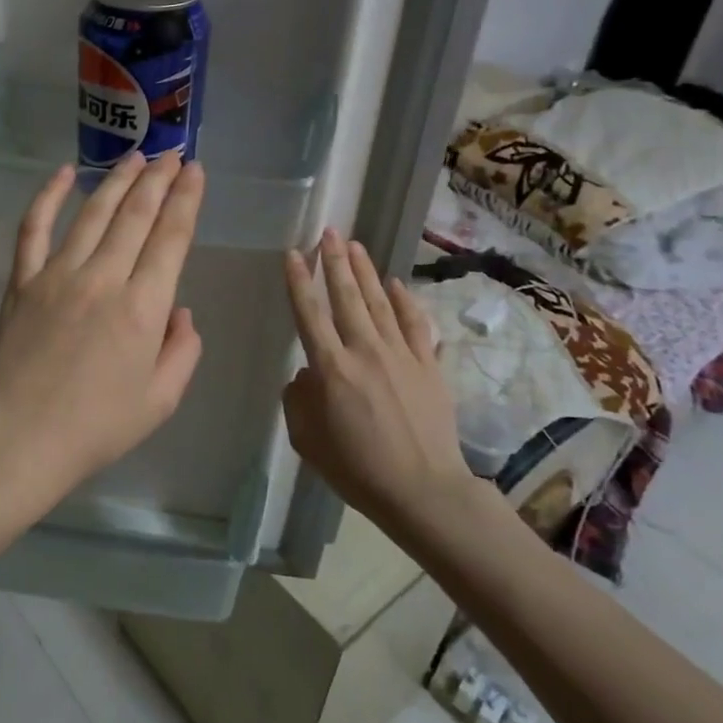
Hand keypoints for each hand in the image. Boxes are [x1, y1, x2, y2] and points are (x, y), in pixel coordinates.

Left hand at [0, 151, 205, 495]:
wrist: (21, 439)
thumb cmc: (97, 427)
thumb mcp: (161, 400)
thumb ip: (182, 350)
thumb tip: (178, 310)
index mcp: (143, 307)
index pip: (171, 237)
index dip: (186, 199)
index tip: (194, 171)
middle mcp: (103, 278)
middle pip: (136, 214)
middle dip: (158, 179)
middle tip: (172, 154)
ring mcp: (57, 274)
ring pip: (92, 213)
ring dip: (117, 180)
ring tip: (136, 157)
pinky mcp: (23, 280)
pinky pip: (34, 228)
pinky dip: (48, 196)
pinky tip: (64, 173)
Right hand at [281, 229, 472, 528]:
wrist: (424, 491)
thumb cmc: (357, 469)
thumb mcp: (308, 440)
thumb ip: (298, 400)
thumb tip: (305, 374)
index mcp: (331, 368)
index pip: (309, 314)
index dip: (299, 281)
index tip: (293, 253)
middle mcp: (365, 351)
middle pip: (346, 297)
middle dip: (335, 261)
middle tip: (329, 231)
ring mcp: (402, 355)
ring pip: (380, 303)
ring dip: (366, 271)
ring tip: (355, 245)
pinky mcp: (429, 366)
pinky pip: (416, 325)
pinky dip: (405, 301)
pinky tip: (396, 284)